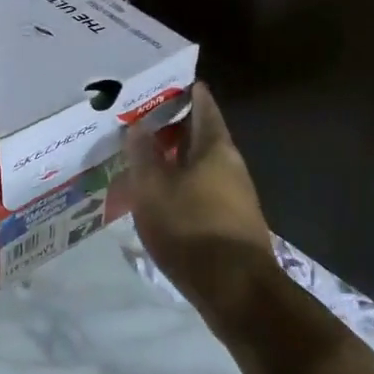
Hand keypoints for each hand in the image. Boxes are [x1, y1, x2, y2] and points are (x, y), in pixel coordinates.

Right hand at [125, 82, 281, 338]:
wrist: (235, 291)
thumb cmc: (191, 227)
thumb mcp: (153, 186)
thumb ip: (143, 153)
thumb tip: (138, 125)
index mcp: (216, 148)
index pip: (204, 107)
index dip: (188, 93)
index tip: (169, 82)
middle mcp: (231, 167)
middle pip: (202, 137)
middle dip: (174, 129)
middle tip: (142, 122)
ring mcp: (235, 198)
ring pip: (200, 167)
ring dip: (175, 161)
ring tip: (144, 160)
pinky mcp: (230, 226)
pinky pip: (201, 193)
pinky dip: (181, 187)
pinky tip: (160, 198)